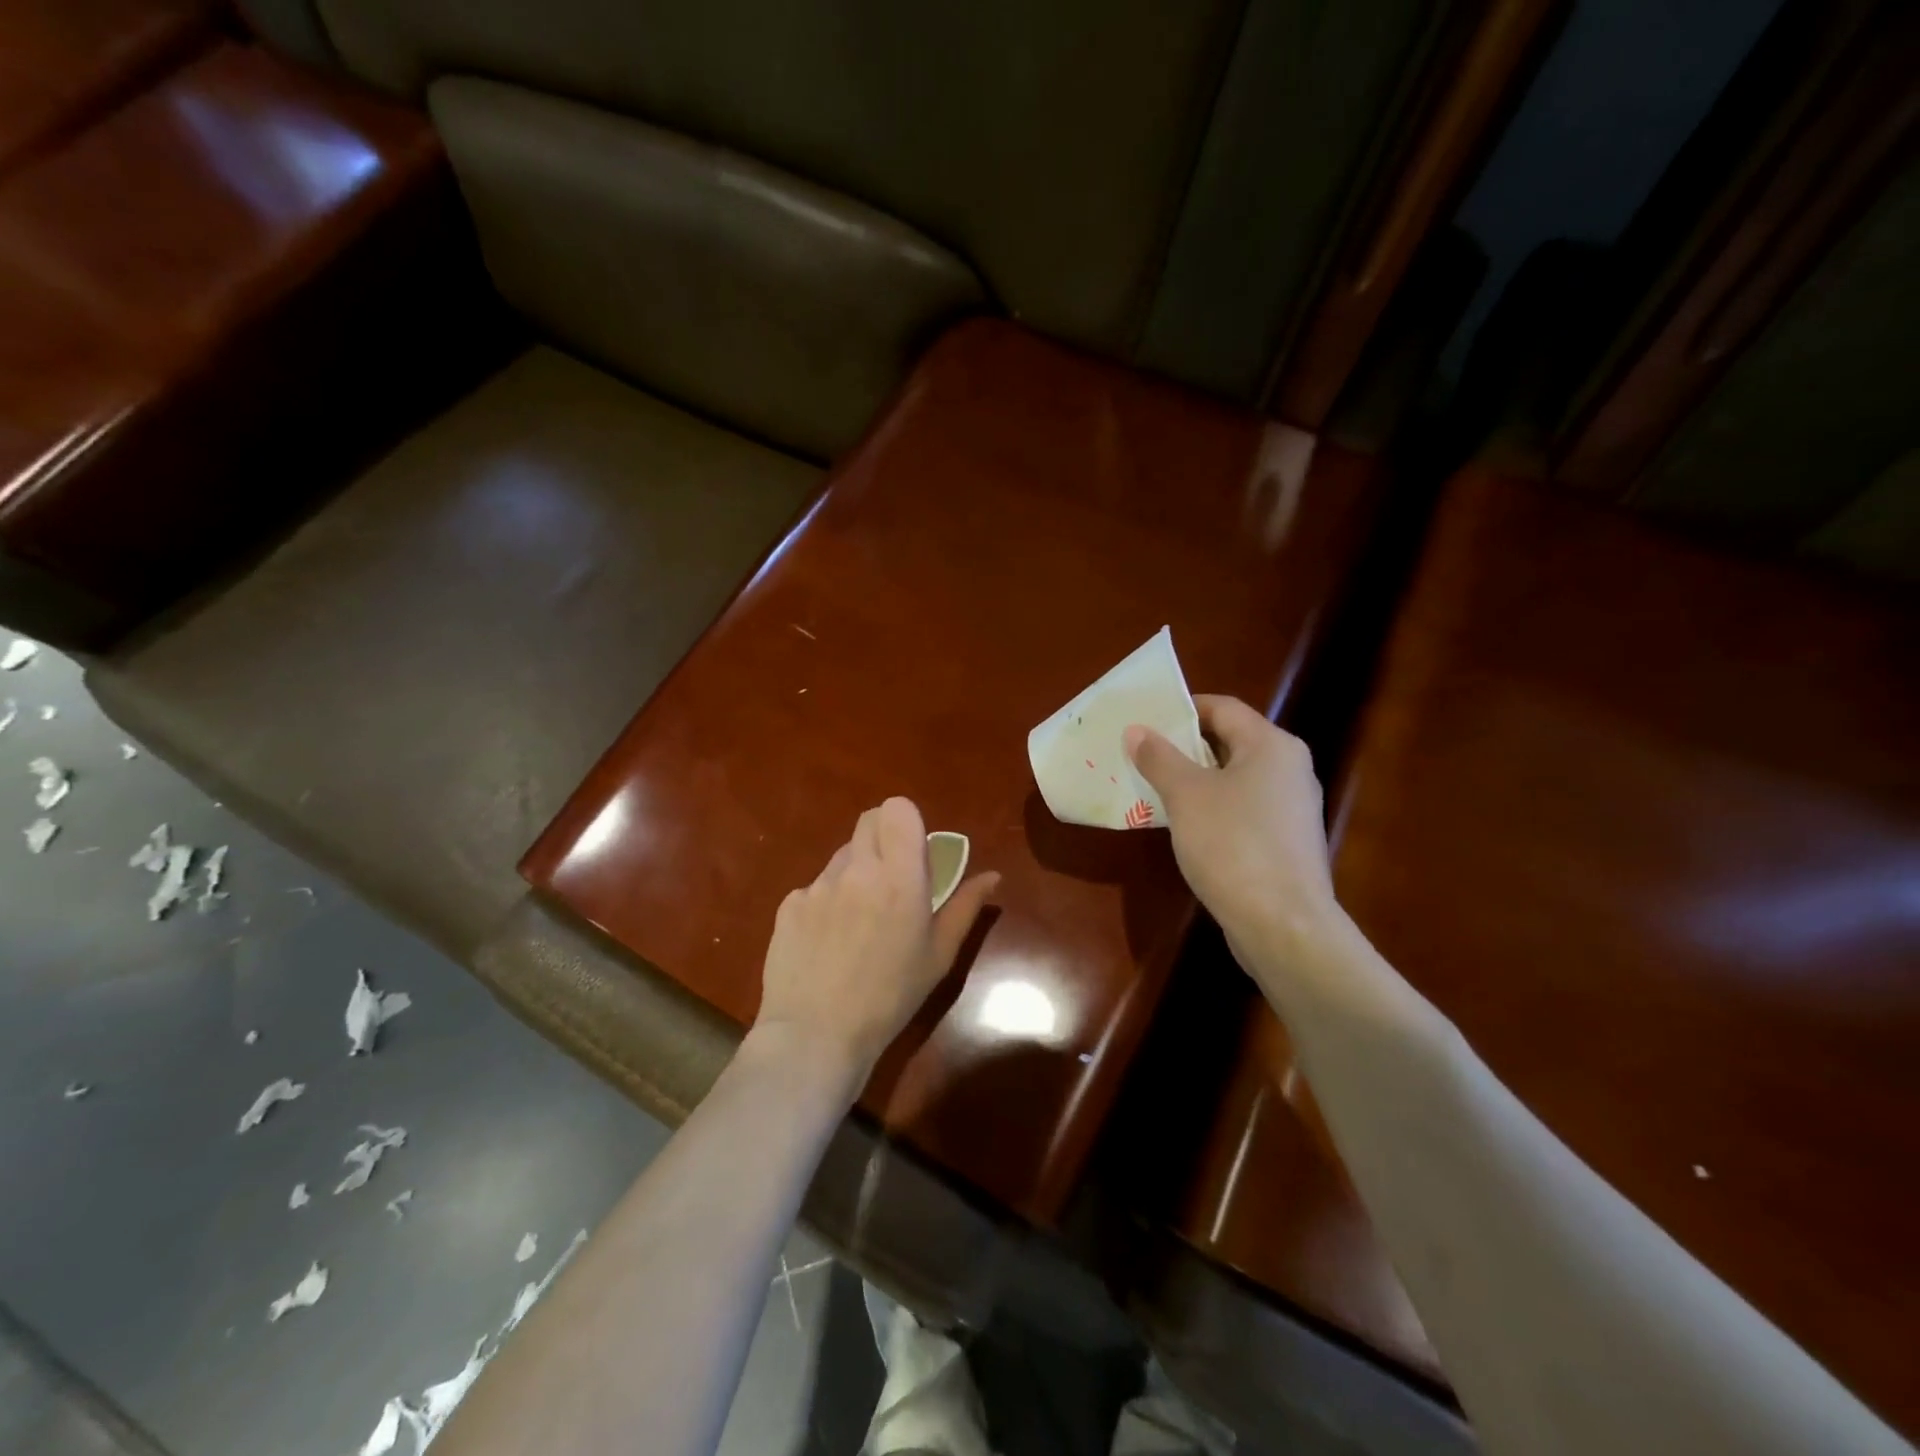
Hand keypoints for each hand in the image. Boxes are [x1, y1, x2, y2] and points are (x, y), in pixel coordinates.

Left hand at [754, 797, 998, 1087]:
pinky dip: (827, 901)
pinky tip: (828, 941)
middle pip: (868, 820)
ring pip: (842, 855)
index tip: (914, 852)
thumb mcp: (939, 956)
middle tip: (891, 879)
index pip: (897, 809)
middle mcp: (857, 868)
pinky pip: (815, 886)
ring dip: (856, 872)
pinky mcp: (789, 903)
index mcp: (900, 877)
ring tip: (859, 920)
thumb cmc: (891, 997)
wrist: (816, 1034)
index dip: (906, 823)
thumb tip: (991, 876)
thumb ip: (966, 907)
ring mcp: (818, 884)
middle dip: (883, 838)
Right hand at [1125, 696, 1340, 960]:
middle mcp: (1290, 769)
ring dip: (1195, 780)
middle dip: (1184, 746)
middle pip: (1230, 742)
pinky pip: (1242, 810)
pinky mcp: (1286, 843)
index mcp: (1272, 746)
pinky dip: (1212, 808)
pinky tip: (1182, 826)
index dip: (1183, 709)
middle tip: (1141, 753)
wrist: (1283, 924)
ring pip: (1235, 779)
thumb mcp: (1185, 795)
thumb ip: (1159, 758)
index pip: (1223, 708)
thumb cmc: (1232, 844)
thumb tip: (1137, 730)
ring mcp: (1292, 809)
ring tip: (1153, 787)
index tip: (1145, 720)